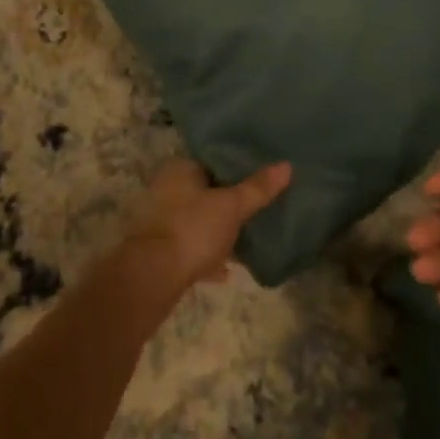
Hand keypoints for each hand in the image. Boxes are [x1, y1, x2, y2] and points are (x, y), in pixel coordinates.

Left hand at [121, 157, 292, 289]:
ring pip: (198, 220)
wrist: (153, 277)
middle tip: (256, 208)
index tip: (258, 176)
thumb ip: (257, 188)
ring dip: (218, 231)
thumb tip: (286, 165)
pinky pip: (191, 247)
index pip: (211, 160)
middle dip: (227, 202)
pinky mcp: (161, 250)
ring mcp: (161, 221)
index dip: (235, 168)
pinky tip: (226, 271)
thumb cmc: (193, 229)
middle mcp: (166, 189)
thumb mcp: (231, 207)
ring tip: (246, 239)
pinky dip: (207, 256)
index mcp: (180, 170)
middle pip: (205, 191)